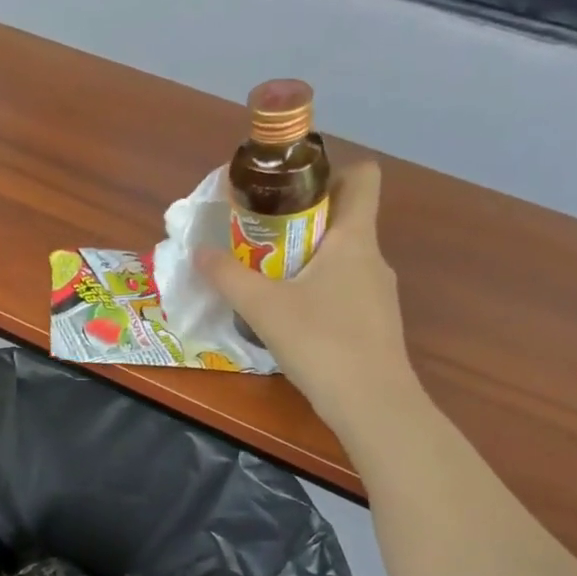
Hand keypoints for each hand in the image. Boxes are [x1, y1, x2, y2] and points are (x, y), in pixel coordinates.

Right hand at [195, 159, 421, 447]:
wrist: (372, 403)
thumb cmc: (322, 342)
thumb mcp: (264, 308)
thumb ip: (228, 277)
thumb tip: (198, 252)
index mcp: (354, 239)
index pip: (362, 177)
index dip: (330, 171)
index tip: (290, 189)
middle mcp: (372, 258)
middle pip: (344, 218)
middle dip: (302, 220)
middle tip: (261, 238)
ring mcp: (378, 293)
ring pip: (342, 258)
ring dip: (307, 259)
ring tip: (269, 281)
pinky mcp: (374, 323)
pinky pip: (344, 290)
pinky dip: (318, 292)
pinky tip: (292, 319)